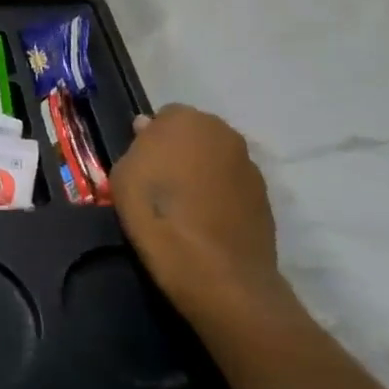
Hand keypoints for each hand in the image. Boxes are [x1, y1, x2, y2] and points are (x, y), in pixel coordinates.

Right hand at [112, 105, 289, 324]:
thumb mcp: (123, 174)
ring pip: (217, 161)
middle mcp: (224, 134)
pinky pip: (233, 187)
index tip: (142, 163)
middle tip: (163, 181)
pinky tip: (206, 221)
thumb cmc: (157, 213)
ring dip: (203, 173)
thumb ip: (138, 145)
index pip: (165, 116)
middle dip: (181, 151)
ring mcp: (250, 167)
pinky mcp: (266, 199)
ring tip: (186, 205)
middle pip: (196, 135)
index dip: (152, 138)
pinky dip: (221, 197)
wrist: (215, 272)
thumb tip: (148, 129)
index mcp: (187, 120)